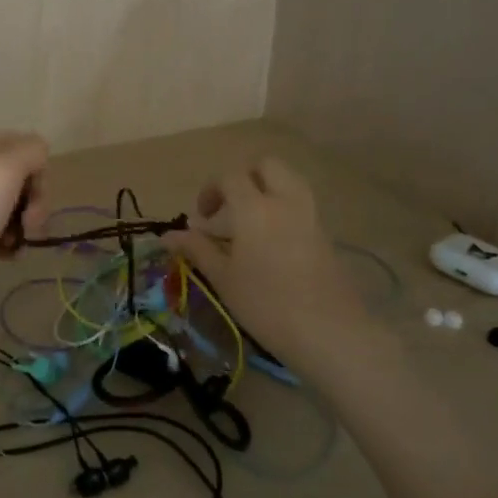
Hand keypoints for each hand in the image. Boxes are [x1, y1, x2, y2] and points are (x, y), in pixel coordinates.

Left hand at [0, 132, 48, 337]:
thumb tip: (38, 157)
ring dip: (23, 226)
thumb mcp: (3, 168)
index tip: (35, 194)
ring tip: (17, 244)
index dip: (37, 168)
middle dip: (34, 201)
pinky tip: (7, 257)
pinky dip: (9, 245)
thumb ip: (30, 151)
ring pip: (11, 209)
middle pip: (18, 179)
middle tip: (31, 224)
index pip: (21, 145)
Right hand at [163, 157, 370, 363]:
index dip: (211, 190)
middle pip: (266, 166)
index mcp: (254, 207)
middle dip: (244, 178)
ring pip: (288, 181)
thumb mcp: (223, 278)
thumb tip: (169, 235)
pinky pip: (300, 204)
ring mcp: (310, 215)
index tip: (201, 218)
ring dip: (267, 190)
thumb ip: (197, 249)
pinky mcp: (325, 234)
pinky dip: (283, 209)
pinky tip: (271, 244)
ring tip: (250, 223)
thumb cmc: (265, 304)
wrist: (329, 331)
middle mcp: (284, 201)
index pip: (230, 177)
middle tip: (230, 208)